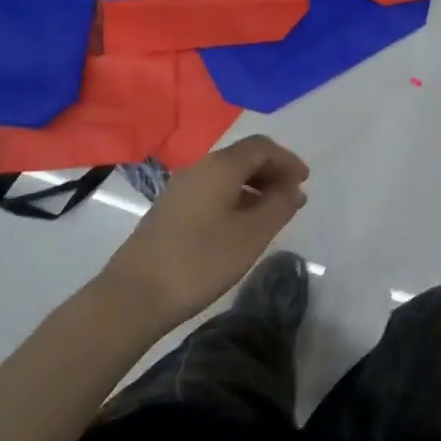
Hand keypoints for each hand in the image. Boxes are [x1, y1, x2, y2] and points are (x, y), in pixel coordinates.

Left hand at [102, 136, 308, 329]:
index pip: (261, 146)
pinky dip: (234, 197)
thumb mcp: (251, 235)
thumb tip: (294, 189)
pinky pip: (211, 190)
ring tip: (271, 212)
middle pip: (242, 156)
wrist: (135, 293)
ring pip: (225, 174)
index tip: (305, 181)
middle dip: (271, 171)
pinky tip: (241, 224)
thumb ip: (279, 206)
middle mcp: (199, 167)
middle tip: (292, 196)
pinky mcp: (170, 208)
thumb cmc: (201, 260)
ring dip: (253, 185)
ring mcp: (180, 187)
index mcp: (220, 166)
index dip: (287, 159)